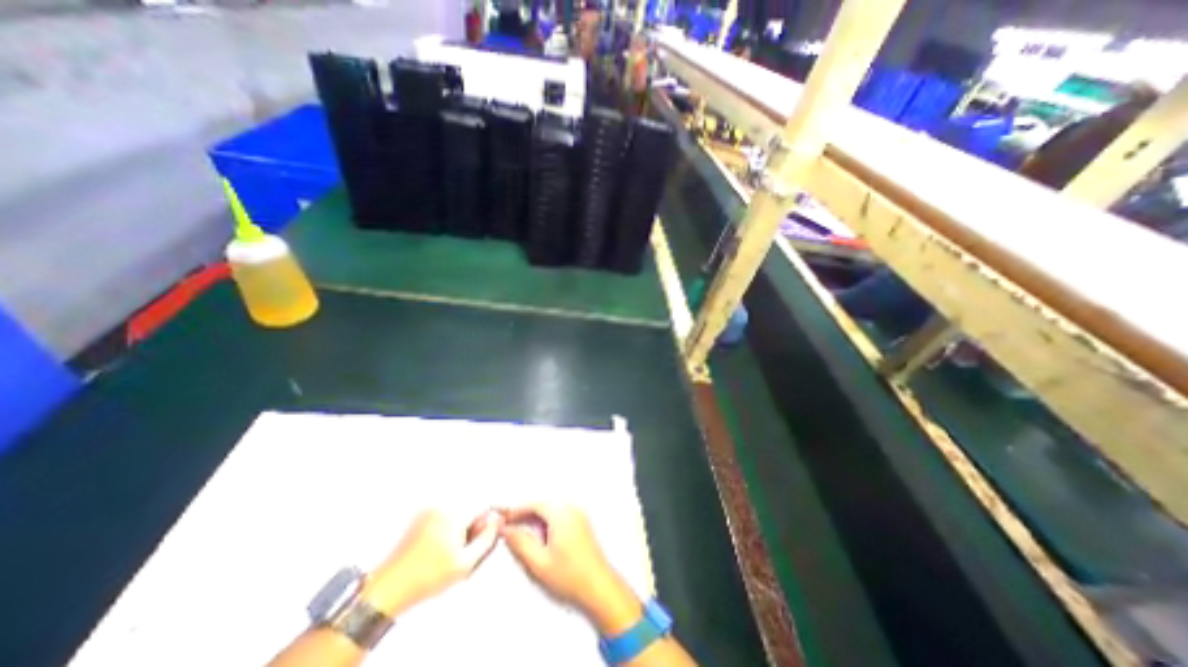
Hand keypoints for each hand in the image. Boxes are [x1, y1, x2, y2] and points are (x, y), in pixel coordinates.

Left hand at [358, 511, 497, 613]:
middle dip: (476, 519)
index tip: (496, 523)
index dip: (493, 512)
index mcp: (454, 513)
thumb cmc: (426, 577)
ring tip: (455, 546)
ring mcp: (429, 509)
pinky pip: (444, 511)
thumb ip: (487, 539)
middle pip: (471, 503)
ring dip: (463, 520)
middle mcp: (442, 504)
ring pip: (458, 507)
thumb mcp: (465, 563)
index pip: (484, 500)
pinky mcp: (420, 516)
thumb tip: (496, 521)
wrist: (387, 589)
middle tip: (472, 541)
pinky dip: (450, 523)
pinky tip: (442, 544)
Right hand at [497, 506, 640, 635]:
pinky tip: (541, 539)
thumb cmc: (572, 577)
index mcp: (561, 514)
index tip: (503, 519)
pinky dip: (547, 523)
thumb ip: (520, 543)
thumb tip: (507, 530)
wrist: (599, 588)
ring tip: (523, 536)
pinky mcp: (582, 524)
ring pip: (551, 511)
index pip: (534, 505)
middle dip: (525, 515)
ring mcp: (579, 516)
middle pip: (543, 506)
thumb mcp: (538, 562)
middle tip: (510, 527)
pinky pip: (560, 516)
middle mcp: (571, 509)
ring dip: (536, 520)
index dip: (516, 511)